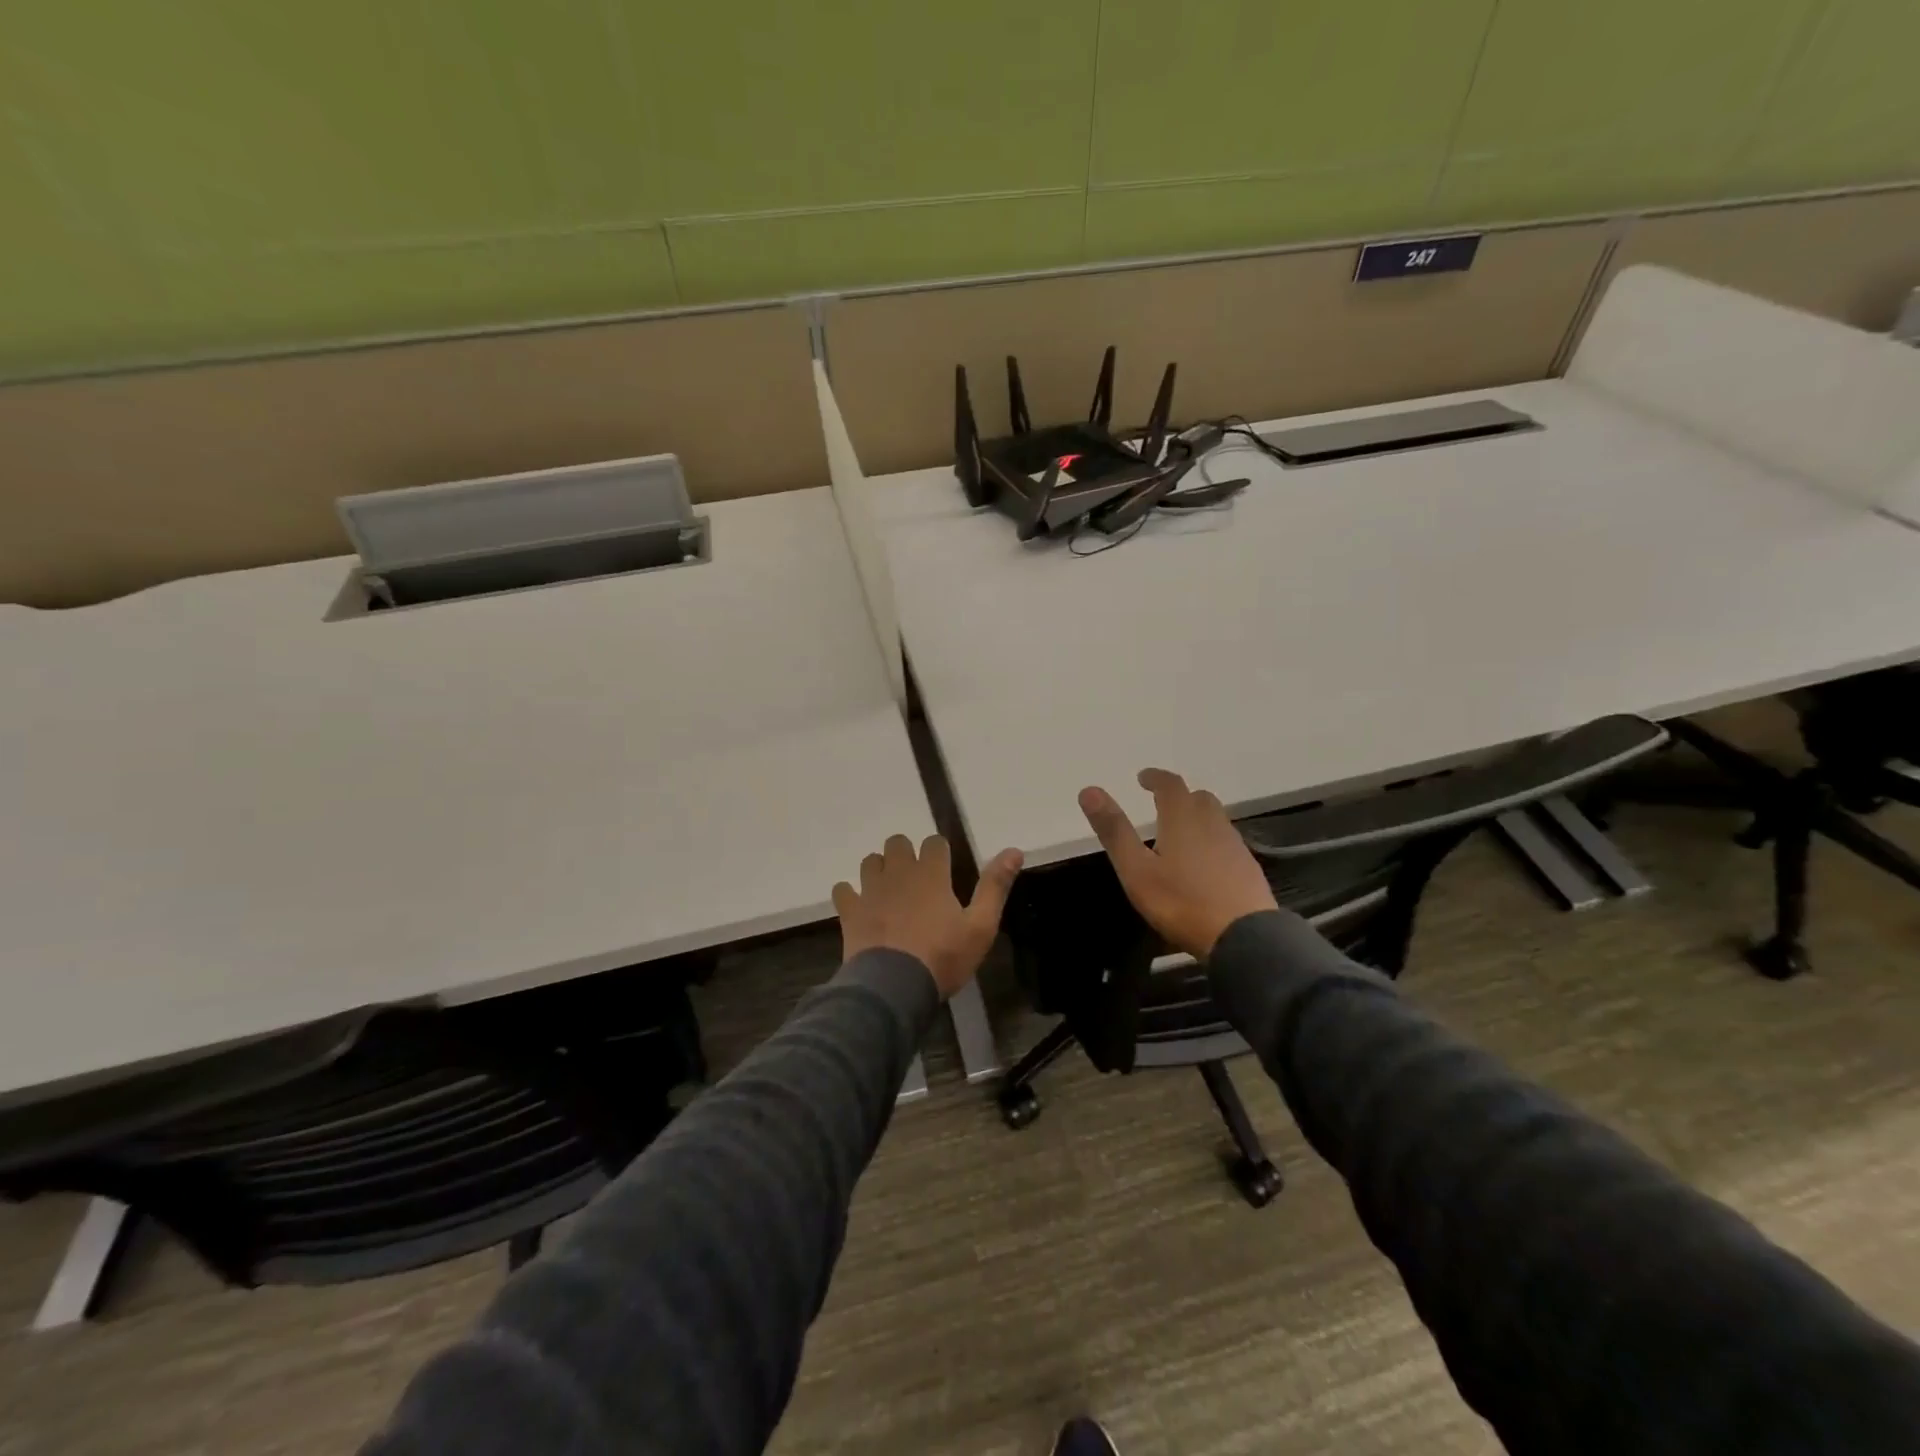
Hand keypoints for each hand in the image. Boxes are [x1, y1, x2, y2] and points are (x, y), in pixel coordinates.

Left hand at [833, 834, 1023, 997]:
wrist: (894, 987)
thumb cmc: (943, 957)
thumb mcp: (981, 926)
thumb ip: (995, 886)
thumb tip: (1014, 850)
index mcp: (931, 874)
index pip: (934, 842)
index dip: (940, 852)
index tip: (945, 870)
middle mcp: (899, 873)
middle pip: (897, 843)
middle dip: (906, 854)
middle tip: (916, 879)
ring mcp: (870, 890)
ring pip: (870, 861)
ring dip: (879, 870)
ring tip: (889, 891)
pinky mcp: (850, 911)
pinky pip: (843, 890)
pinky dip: (850, 894)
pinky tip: (859, 907)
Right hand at [1079, 769, 1276, 959]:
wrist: (1244, 937)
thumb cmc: (1182, 902)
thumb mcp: (1136, 871)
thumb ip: (1114, 831)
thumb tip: (1089, 790)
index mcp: (1183, 819)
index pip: (1170, 785)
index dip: (1155, 778)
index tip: (1143, 778)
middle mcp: (1212, 824)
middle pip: (1198, 798)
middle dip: (1178, 796)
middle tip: (1161, 803)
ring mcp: (1234, 846)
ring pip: (1215, 819)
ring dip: (1197, 817)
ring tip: (1180, 833)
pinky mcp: (1248, 868)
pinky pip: (1226, 842)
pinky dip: (1211, 840)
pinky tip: (1204, 863)